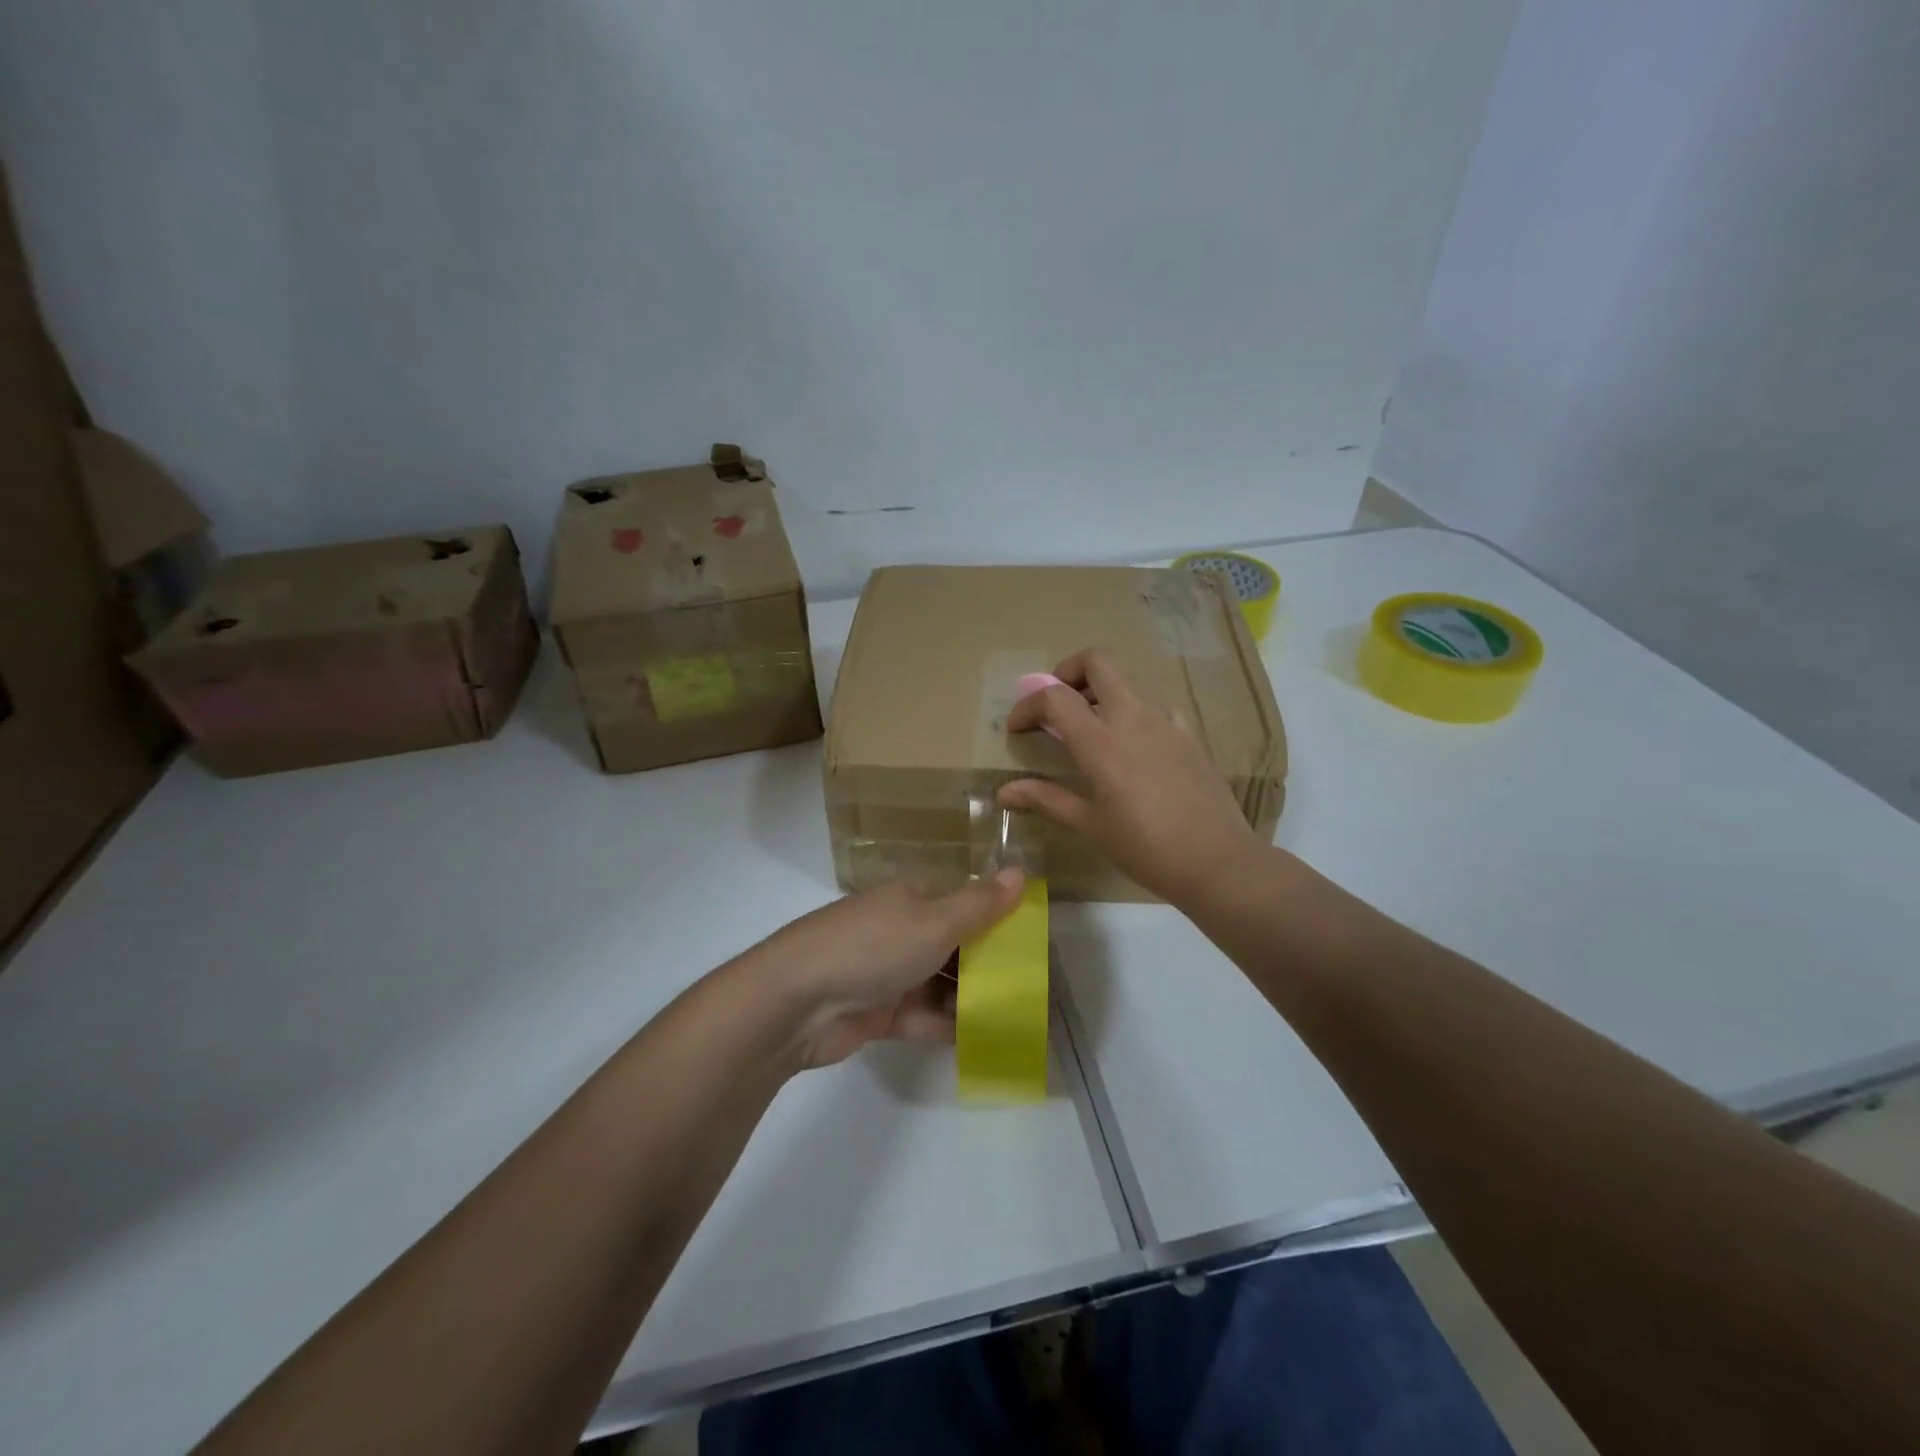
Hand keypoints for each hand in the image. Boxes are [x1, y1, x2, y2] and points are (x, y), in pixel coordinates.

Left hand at [749, 871, 1025, 1068]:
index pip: (964, 899)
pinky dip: (945, 1024)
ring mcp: (887, 970)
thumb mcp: (935, 920)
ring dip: (970, 997)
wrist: (796, 1001)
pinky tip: (980, 1040)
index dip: (997, 916)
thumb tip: (1020, 871)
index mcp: (913, 896)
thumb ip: (980, 904)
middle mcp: (901, 928)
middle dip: (988, 963)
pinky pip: (921, 1015)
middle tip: (1029, 987)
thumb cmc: (873, 947)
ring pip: (939, 981)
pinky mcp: (877, 1011)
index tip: (1032, 940)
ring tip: (1013, 1019)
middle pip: (954, 943)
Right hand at [999, 648, 1261, 904]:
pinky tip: (1132, 745)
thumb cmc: (1145, 847)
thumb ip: (1046, 799)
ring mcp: (1166, 720)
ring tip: (1090, 726)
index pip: (1054, 696)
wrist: (1217, 861)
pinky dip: (1132, 710)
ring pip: (1128, 680)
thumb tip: (1003, 791)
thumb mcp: (1090, 825)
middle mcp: (1133, 717)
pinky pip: (1154, 704)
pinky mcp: (1189, 732)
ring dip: (1101, 690)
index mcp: (1101, 741)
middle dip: (1069, 670)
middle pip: (1098, 660)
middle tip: (1058, 703)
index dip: (1028, 705)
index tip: (1017, 728)